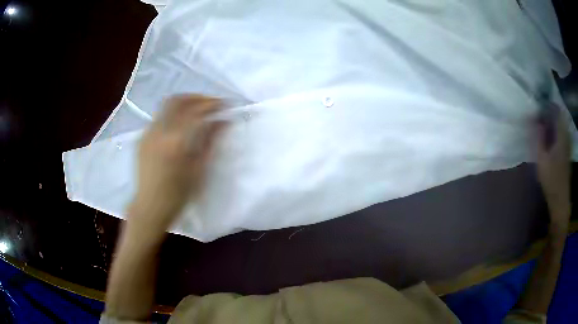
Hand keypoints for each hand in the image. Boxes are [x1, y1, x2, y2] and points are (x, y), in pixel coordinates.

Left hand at [127, 94, 225, 242]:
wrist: (150, 207)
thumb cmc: (178, 194)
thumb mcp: (199, 170)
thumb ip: (210, 141)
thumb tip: (223, 122)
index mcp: (175, 141)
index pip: (196, 111)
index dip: (213, 104)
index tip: (225, 104)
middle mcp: (159, 131)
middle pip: (178, 100)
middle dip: (196, 97)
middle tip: (210, 103)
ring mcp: (147, 133)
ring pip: (166, 106)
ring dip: (184, 103)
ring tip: (196, 111)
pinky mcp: (141, 138)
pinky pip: (158, 118)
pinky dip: (172, 115)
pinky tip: (179, 126)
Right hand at [536, 105, 570, 235]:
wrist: (561, 200)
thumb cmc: (551, 181)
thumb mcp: (542, 160)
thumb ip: (539, 138)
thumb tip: (535, 119)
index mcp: (561, 136)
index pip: (557, 110)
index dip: (549, 103)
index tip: (540, 103)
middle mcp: (566, 136)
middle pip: (560, 115)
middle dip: (551, 110)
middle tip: (541, 111)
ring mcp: (568, 144)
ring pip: (562, 123)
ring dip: (554, 119)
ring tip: (544, 120)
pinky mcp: (567, 150)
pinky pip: (563, 132)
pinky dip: (557, 128)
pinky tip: (551, 133)